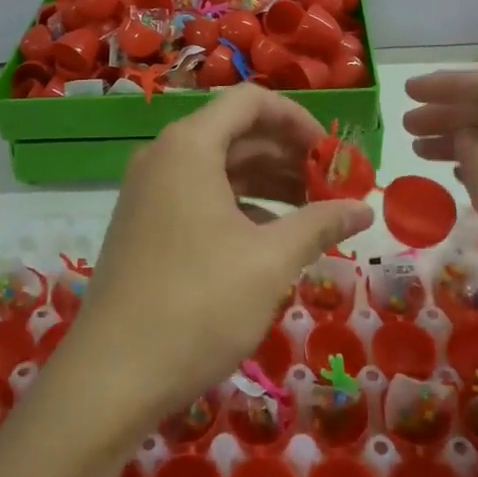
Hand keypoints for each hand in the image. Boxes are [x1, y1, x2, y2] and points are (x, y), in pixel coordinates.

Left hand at [64, 84, 373, 430]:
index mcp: (189, 146)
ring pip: (217, 167)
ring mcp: (149, 190)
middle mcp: (164, 155)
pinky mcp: (144, 223)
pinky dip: (238, 205)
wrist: (112, 375)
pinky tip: (271, 238)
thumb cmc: (198, 304)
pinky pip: (199, 194)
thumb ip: (320, 224)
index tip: (332, 153)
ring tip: (312, 213)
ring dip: (266, 182)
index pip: (250, 102)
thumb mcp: (270, 262)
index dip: (297, 119)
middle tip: (331, 187)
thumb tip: (364, 209)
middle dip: (287, 155)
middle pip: (235, 133)